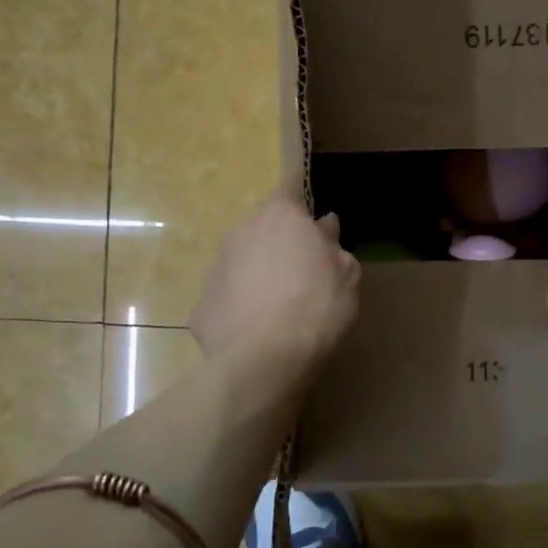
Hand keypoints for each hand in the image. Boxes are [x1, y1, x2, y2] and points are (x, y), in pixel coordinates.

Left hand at [191, 186, 360, 382]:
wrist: (263, 360)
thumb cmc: (316, 306)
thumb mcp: (346, 275)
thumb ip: (333, 245)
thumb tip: (323, 225)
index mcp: (280, 217)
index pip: (289, 187)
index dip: (299, 193)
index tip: (307, 201)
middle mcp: (241, 232)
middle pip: (264, 228)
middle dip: (280, 242)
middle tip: (303, 269)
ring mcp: (216, 268)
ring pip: (242, 261)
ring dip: (258, 273)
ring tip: (279, 304)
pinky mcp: (201, 305)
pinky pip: (228, 297)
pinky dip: (241, 306)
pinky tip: (257, 329)